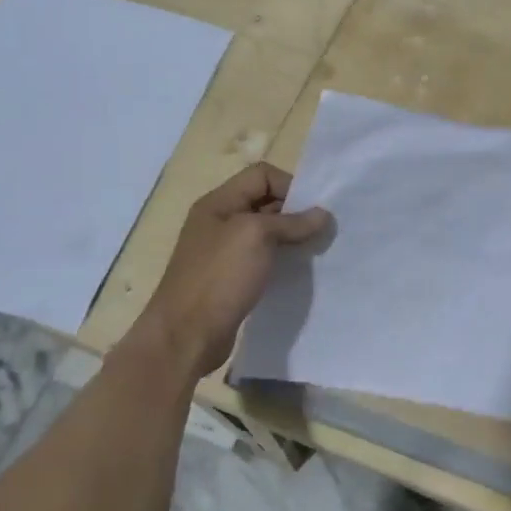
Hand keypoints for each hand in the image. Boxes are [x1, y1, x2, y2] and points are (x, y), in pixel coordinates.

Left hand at [125, 163, 330, 377]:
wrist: (187, 335)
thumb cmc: (219, 277)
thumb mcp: (256, 237)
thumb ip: (291, 222)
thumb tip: (323, 214)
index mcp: (218, 203)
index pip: (262, 175)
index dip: (290, 185)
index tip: (313, 211)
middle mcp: (219, 222)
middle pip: (265, 202)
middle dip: (295, 212)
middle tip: (322, 231)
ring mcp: (224, 252)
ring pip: (266, 233)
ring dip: (292, 238)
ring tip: (315, 250)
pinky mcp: (231, 279)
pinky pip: (263, 259)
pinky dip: (282, 260)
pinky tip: (298, 271)